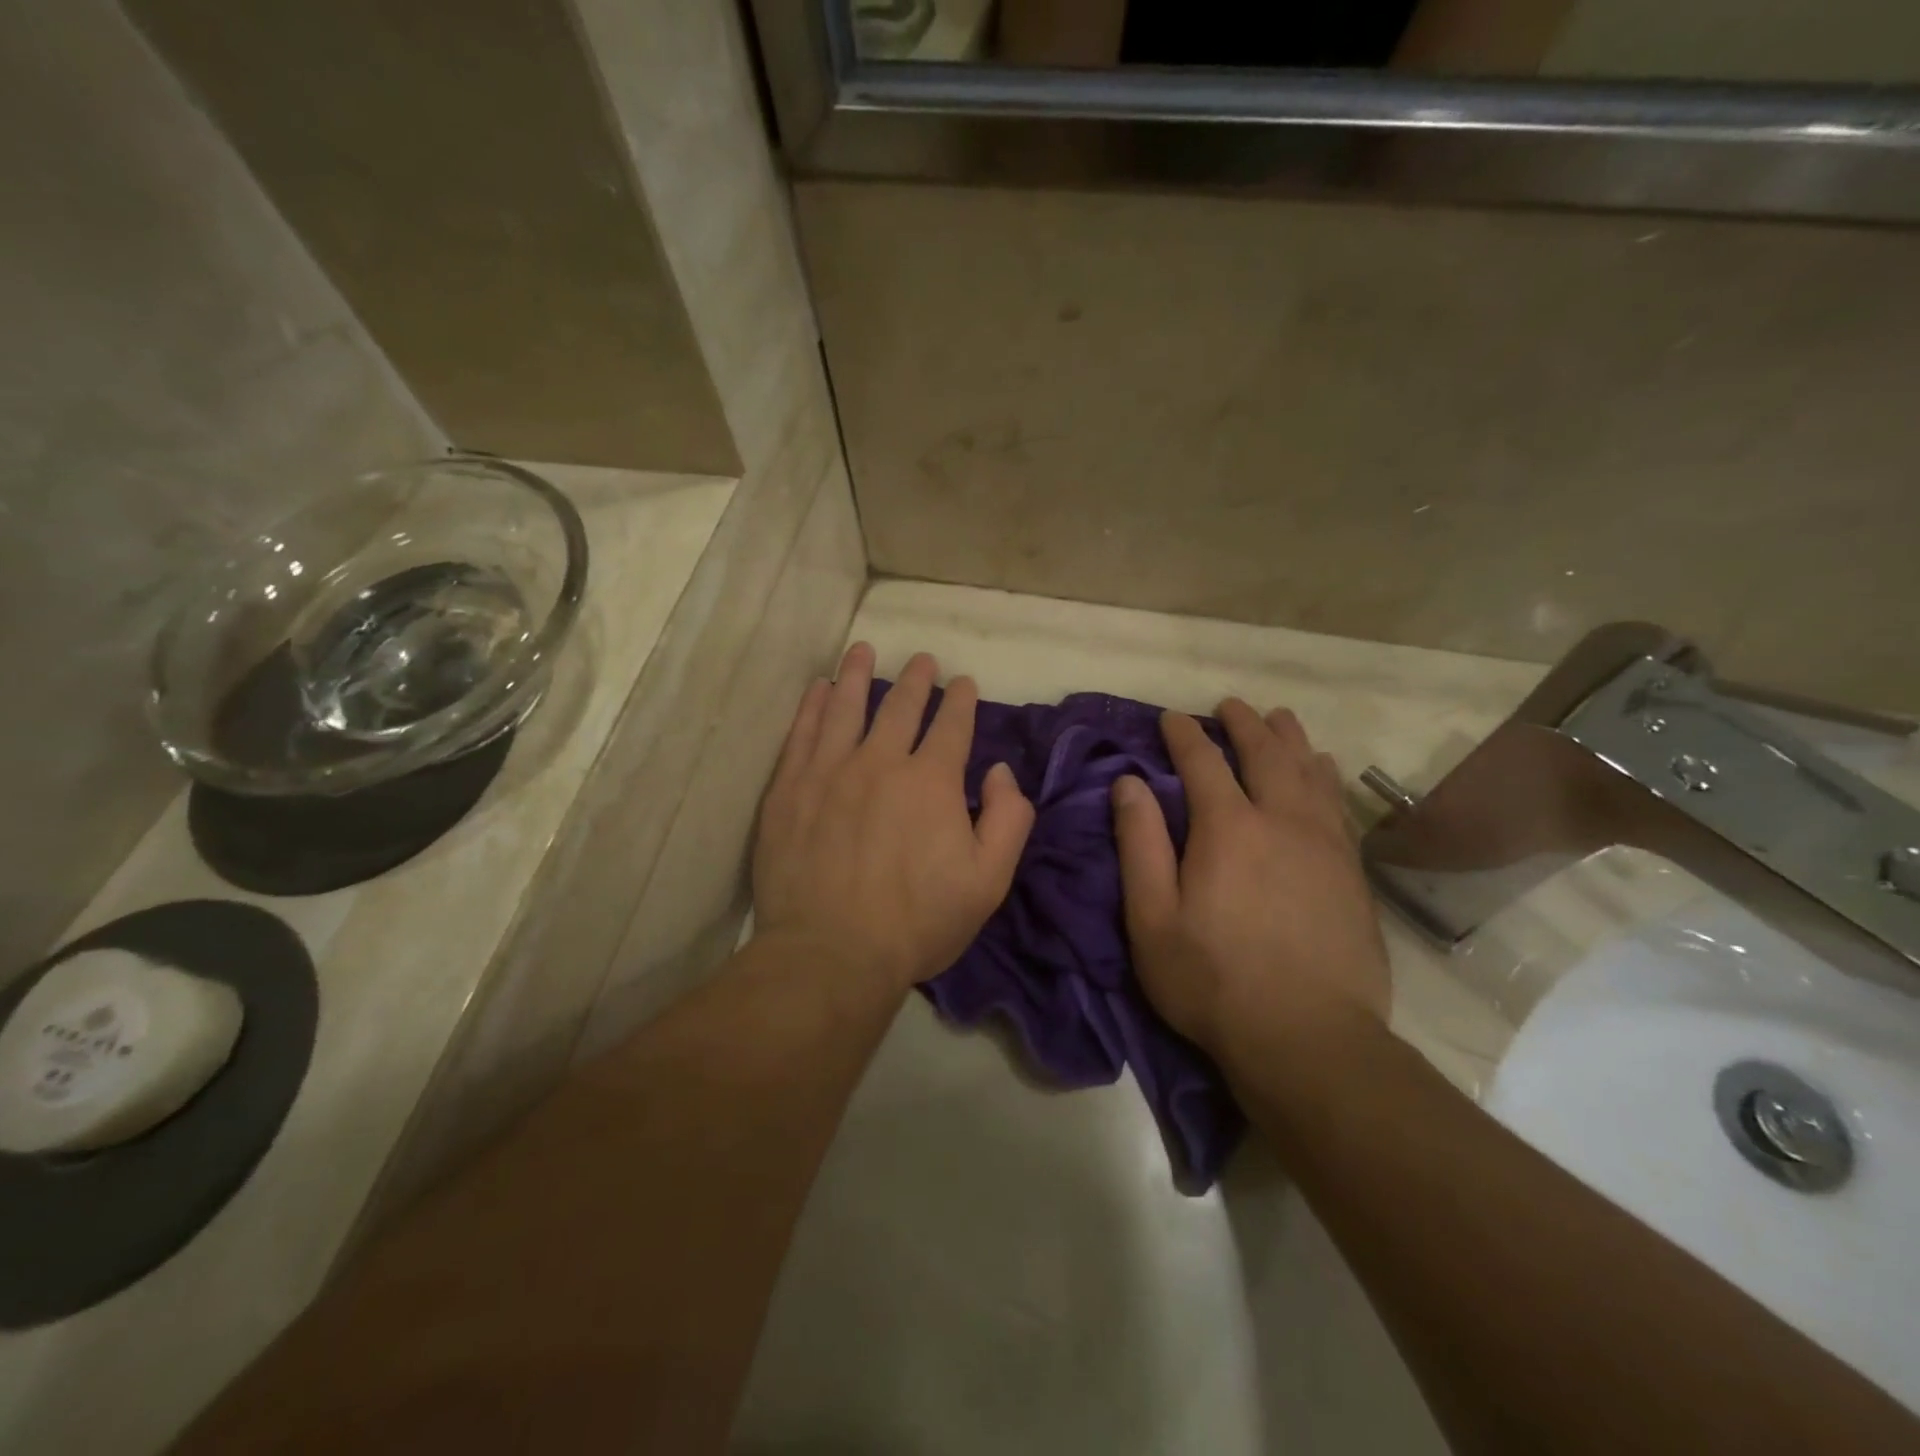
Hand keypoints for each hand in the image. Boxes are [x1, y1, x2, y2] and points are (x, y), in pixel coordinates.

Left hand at [754, 644, 1034, 994]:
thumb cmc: (918, 922)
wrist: (831, 952)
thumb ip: (1008, 819)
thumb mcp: (988, 880)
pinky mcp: (789, 789)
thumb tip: (1000, 771)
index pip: (951, 725)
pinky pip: (803, 733)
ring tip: (863, 650)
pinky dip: (814, 706)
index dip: (960, 700)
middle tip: (923, 661)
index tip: (963, 683)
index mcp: (932, 781)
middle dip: (917, 679)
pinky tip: (820, 689)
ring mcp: (829, 771)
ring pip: (847, 707)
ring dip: (859, 675)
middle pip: (901, 706)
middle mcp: (881, 761)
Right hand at [1111, 700, 1390, 1074]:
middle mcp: (1282, 822)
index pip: (1203, 763)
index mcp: (1227, 829)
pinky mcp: (1352, 873)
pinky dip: (1326, 777)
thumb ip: (1140, 844)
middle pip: (1266, 755)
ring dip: (1291, 740)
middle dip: (1245, 724)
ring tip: (1280, 719)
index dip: (1185, 736)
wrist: (1308, 1038)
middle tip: (1231, 705)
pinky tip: (1324, 771)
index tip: (1171, 717)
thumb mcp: (1152, 917)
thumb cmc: (1212, 979)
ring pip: (1310, 773)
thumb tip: (1129, 782)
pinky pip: (1338, 805)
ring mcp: (1325, 845)